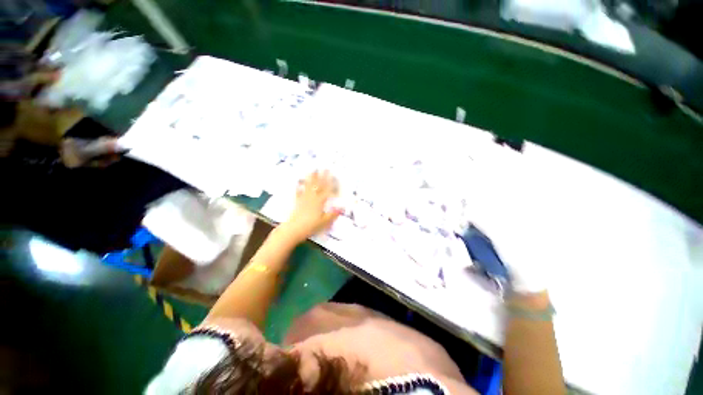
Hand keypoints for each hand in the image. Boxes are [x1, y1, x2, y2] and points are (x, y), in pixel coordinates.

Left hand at [279, 171, 341, 242]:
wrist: (293, 230)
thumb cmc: (310, 226)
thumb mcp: (324, 222)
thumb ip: (333, 214)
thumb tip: (342, 208)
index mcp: (319, 202)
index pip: (326, 190)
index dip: (329, 181)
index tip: (331, 173)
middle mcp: (312, 198)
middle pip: (317, 186)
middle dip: (321, 176)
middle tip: (323, 168)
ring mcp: (304, 199)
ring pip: (308, 187)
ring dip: (311, 178)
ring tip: (312, 170)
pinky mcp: (298, 203)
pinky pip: (299, 193)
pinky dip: (299, 187)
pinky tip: (298, 183)